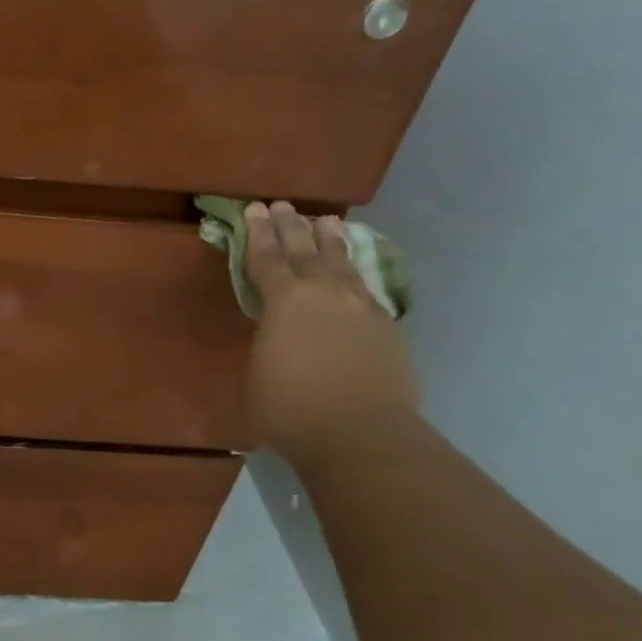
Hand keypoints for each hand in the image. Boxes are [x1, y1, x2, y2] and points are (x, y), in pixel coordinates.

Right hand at [243, 201, 418, 467]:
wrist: (362, 434)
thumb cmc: (290, 408)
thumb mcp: (258, 371)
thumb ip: (266, 342)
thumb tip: (276, 335)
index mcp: (285, 301)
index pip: (267, 258)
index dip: (257, 234)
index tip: (255, 209)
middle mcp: (325, 294)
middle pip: (306, 251)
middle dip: (292, 227)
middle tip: (285, 206)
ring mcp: (362, 308)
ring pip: (342, 264)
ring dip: (331, 242)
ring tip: (327, 222)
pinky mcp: (387, 328)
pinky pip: (366, 289)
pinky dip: (355, 274)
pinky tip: (353, 274)